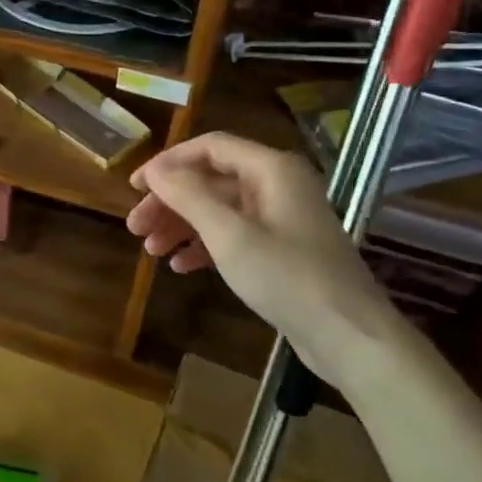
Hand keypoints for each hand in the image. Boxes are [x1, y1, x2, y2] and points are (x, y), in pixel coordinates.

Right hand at [126, 133, 409, 387]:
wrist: (347, 334)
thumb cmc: (287, 277)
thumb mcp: (229, 235)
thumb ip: (189, 196)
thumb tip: (155, 170)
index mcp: (271, 169)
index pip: (209, 147)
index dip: (168, 163)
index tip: (134, 188)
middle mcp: (277, 185)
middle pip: (210, 180)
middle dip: (170, 202)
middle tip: (134, 228)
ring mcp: (280, 218)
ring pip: (219, 210)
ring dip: (181, 226)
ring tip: (150, 251)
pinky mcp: (281, 249)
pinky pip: (233, 235)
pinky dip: (204, 247)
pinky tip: (180, 266)